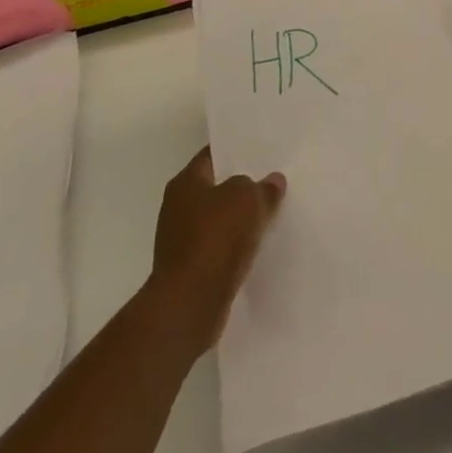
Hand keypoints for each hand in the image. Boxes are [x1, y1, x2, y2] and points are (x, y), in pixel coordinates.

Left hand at [146, 147, 285, 352]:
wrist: (191, 303)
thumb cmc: (216, 238)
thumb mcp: (248, 198)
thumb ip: (262, 186)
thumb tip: (271, 181)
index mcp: (185, 183)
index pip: (212, 156)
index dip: (236, 151)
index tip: (262, 150)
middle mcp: (177, 208)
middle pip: (216, 188)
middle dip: (242, 186)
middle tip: (274, 180)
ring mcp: (182, 240)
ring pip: (220, 220)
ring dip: (241, 219)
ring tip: (273, 212)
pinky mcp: (191, 269)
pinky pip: (220, 247)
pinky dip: (237, 245)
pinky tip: (260, 244)